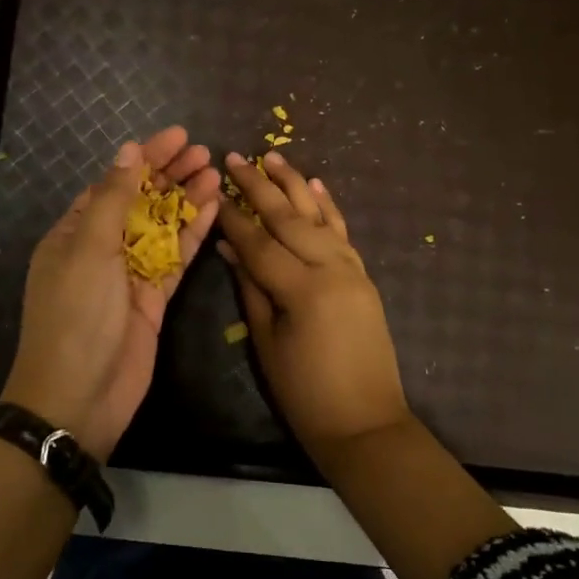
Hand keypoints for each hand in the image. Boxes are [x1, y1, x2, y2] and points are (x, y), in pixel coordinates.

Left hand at [1, 127, 220, 459]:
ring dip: (187, 200)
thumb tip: (129, 151)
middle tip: (204, 151)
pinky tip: (215, 209)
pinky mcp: (154, 299)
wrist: (80, 396)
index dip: (145, 158)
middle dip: (170, 175)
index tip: (177, 136)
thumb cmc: (76, 315)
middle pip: (141, 201)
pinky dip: (194, 234)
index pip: (113, 182)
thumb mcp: (89, 249)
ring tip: (216, 172)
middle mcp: (102, 248)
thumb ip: (112, 198)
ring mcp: (130, 274)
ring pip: (163, 227)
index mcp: (75, 232)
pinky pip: (176, 258)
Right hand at [216, 151, 414, 452]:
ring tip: (274, 156)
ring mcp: (352, 269)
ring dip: (295, 184)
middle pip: (290, 218)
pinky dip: (329, 206)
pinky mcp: (363, 276)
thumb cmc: (304, 393)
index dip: (233, 217)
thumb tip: (229, 247)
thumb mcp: (266, 342)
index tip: (213, 190)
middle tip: (237, 158)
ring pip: (320, 216)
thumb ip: (250, 288)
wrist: (365, 422)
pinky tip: (317, 185)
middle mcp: (331, 269)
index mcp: (303, 289)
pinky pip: (344, 232)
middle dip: (260, 186)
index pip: (259, 242)